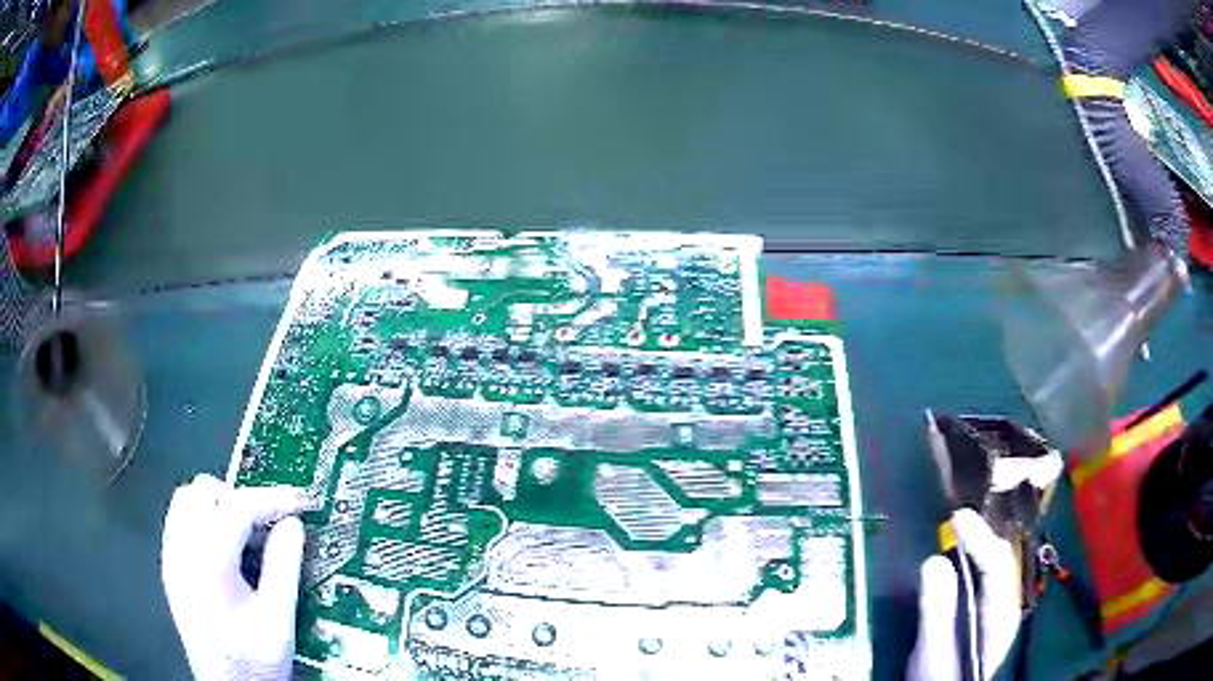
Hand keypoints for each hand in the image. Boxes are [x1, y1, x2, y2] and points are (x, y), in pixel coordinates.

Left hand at [161, 474, 306, 680]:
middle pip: (205, 492)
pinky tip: (225, 547)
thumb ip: (284, 569)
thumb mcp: (279, 622)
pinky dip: (204, 519)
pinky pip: (180, 520)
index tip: (299, 503)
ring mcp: (172, 557)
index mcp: (209, 563)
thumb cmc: (253, 661)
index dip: (271, 499)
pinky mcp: (170, 566)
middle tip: (269, 524)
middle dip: (241, 499)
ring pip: (187, 499)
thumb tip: (294, 525)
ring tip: (247, 534)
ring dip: (219, 505)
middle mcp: (182, 551)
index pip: (236, 506)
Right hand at [907, 509, 1021, 680]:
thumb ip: (937, 612)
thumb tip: (934, 561)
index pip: (997, 563)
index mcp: (1001, 612)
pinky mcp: (978, 613)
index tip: (957, 517)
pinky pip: (978, 577)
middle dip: (978, 536)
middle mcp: (1003, 603)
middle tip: (953, 518)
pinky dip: (966, 561)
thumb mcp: (935, 651)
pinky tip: (953, 556)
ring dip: (973, 545)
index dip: (980, 537)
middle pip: (996, 560)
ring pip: (989, 567)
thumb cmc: (942, 677)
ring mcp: (993, 608)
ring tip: (953, 528)